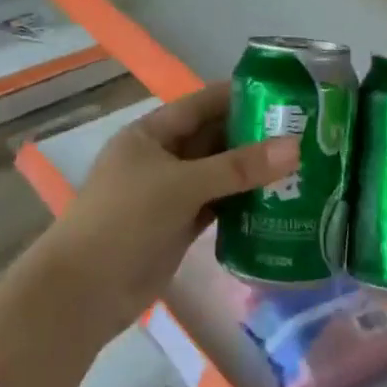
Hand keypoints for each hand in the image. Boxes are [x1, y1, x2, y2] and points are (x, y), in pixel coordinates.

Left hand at [38, 83, 294, 334]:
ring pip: (218, 173)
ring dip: (251, 171)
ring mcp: (170, 193)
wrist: (83, 293)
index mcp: (152, 133)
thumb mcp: (182, 185)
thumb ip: (239, 167)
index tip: (284, 93)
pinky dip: (242, 203)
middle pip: (213, 138)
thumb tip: (295, 147)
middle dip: (253, 135)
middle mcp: (162, 157)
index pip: (202, 103)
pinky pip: (217, 205)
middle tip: (303, 132)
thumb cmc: (125, 219)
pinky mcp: (178, 226)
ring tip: (300, 163)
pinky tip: (277, 201)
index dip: (240, 95)